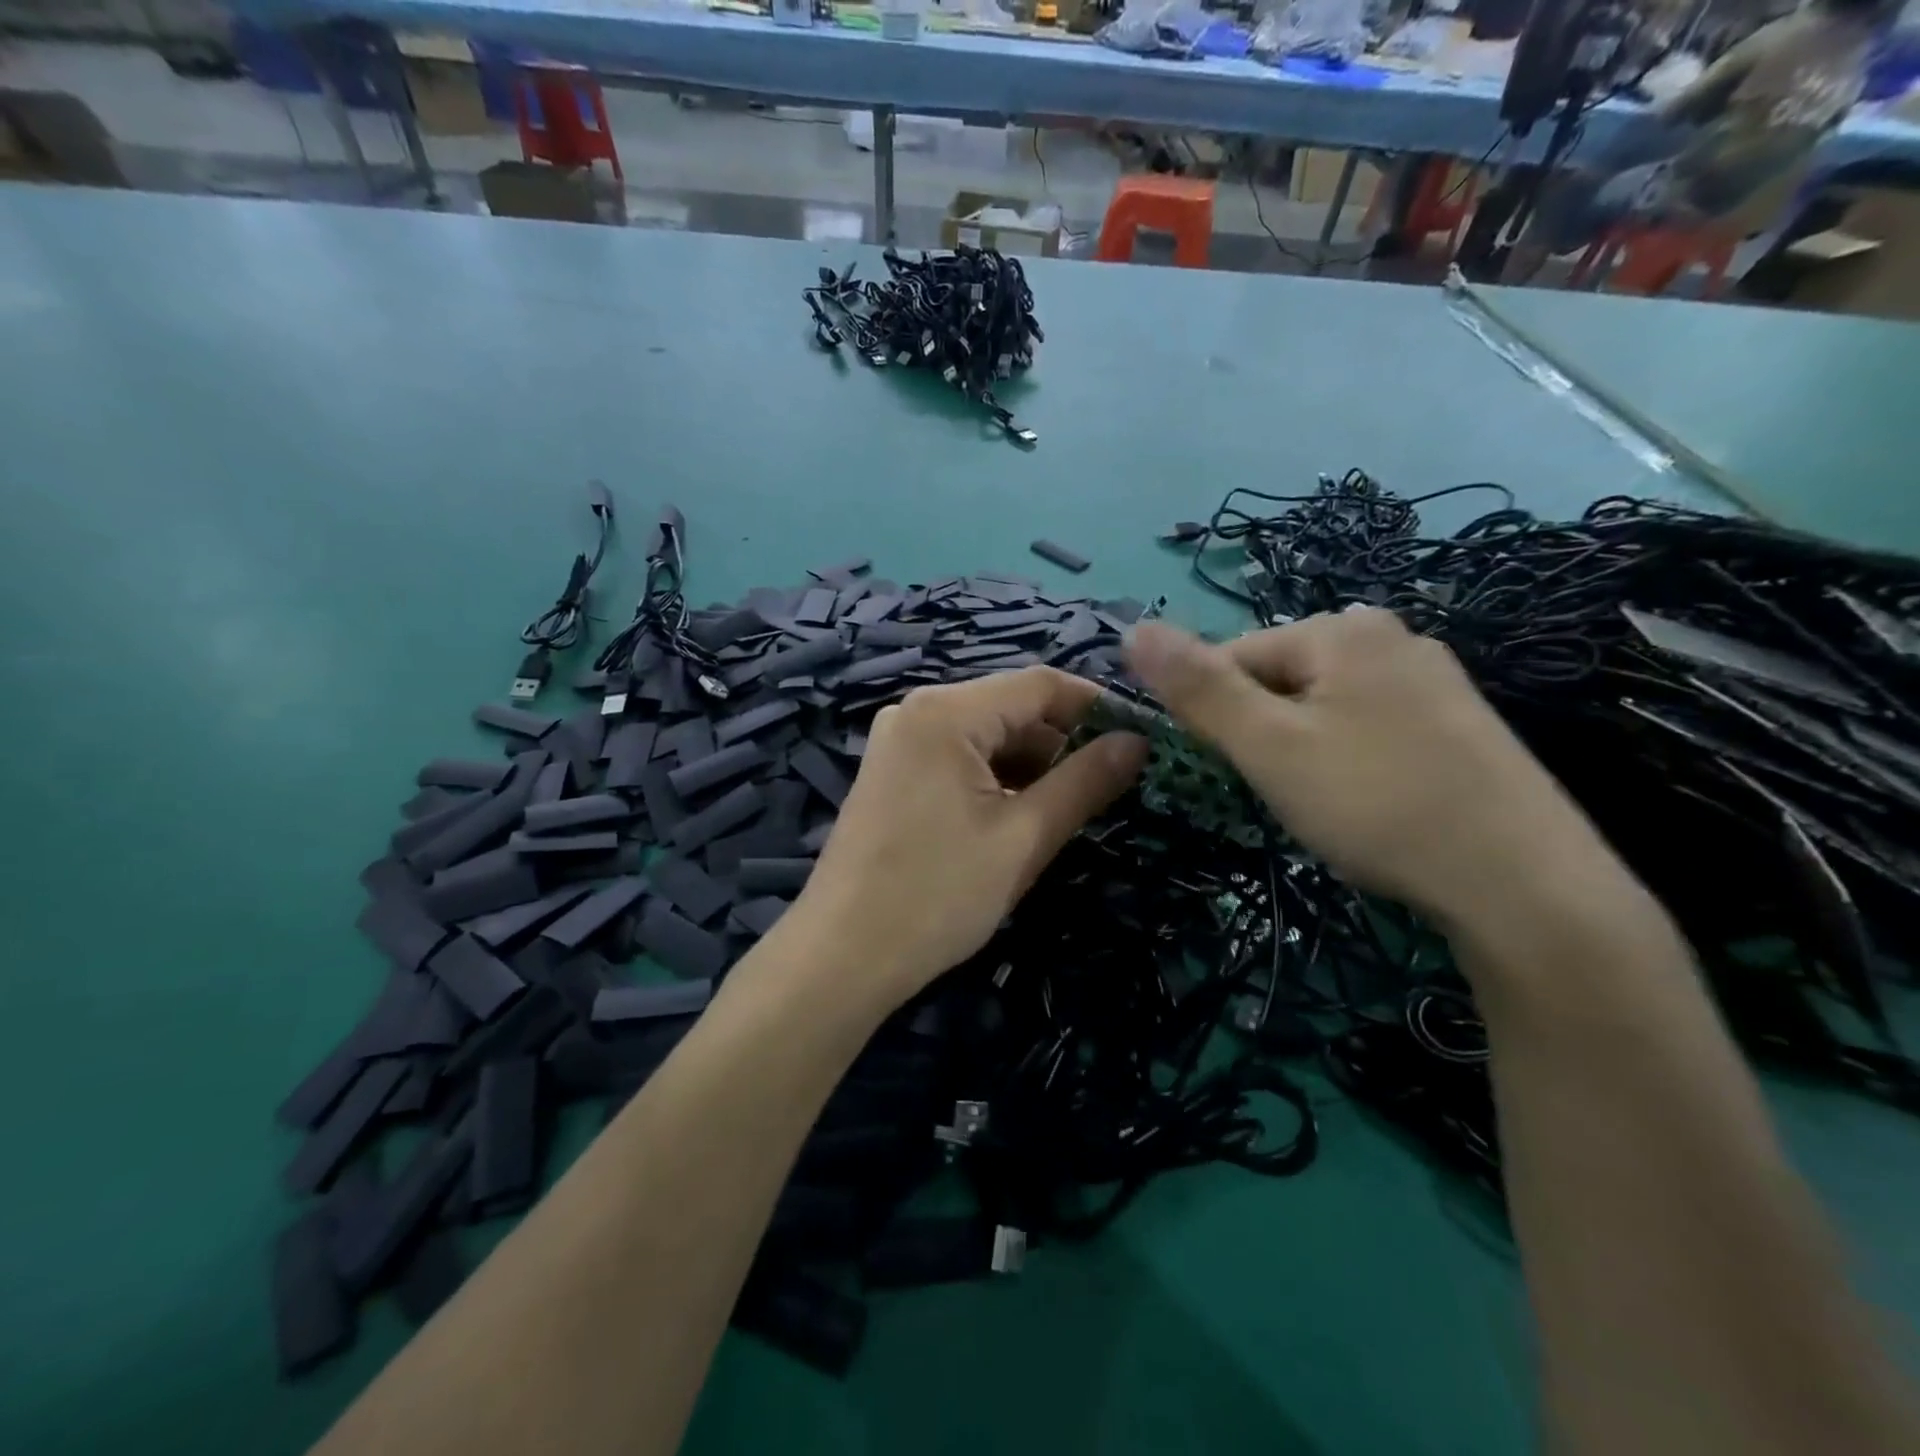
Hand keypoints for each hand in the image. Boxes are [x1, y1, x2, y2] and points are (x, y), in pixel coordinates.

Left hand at [796, 667, 1147, 1006]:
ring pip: (986, 735)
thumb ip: (1085, 782)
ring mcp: (898, 741)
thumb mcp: (1023, 838)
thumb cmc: (937, 896)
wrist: (842, 957)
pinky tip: (1018, 817)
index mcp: (946, 712)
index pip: (1041, 685)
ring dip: (1031, 765)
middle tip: (1110, 786)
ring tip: (1068, 809)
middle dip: (1063, 742)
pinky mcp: (892, 772)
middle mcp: (916, 710)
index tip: (1142, 739)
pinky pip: (958, 757)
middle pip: (1011, 707)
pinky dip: (996, 778)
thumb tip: (1137, 741)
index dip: (1097, 707)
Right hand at [1125, 610, 1608, 931]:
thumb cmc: (1376, 803)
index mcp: (1342, 629)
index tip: (1226, 769)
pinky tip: (1368, 802)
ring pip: (1324, 707)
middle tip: (1279, 791)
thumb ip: (1198, 688)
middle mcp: (1391, 636)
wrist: (1524, 885)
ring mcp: (1434, 679)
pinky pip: (1369, 727)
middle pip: (1281, 679)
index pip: (1234, 656)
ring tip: (1321, 803)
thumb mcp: (1269, 746)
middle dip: (1262, 732)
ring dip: (1301, 749)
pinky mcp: (1460, 724)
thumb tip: (1133, 629)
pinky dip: (1349, 761)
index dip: (1213, 714)